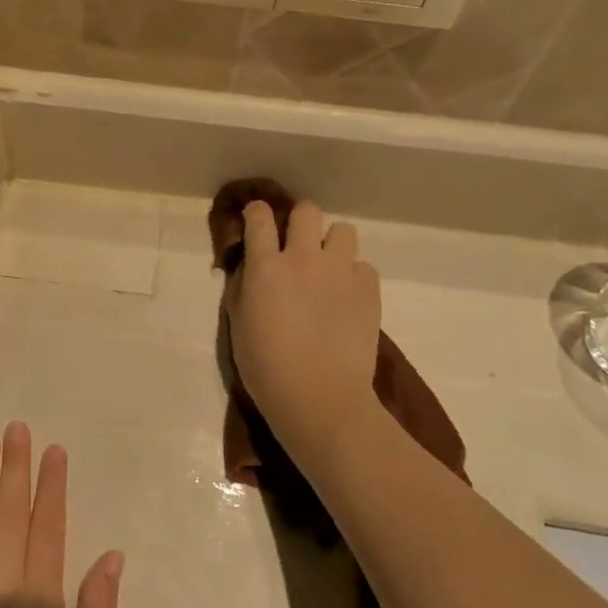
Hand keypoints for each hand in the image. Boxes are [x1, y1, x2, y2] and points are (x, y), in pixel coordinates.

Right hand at [225, 201, 383, 470]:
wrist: (319, 397)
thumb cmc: (266, 367)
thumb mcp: (238, 324)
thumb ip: (242, 287)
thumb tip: (249, 266)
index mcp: (265, 267)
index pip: (260, 217)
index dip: (257, 213)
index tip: (257, 219)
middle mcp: (303, 258)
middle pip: (307, 211)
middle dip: (300, 221)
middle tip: (297, 243)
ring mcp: (340, 271)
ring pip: (343, 230)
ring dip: (332, 244)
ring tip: (328, 269)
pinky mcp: (368, 289)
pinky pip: (363, 266)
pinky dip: (354, 276)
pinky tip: (346, 298)